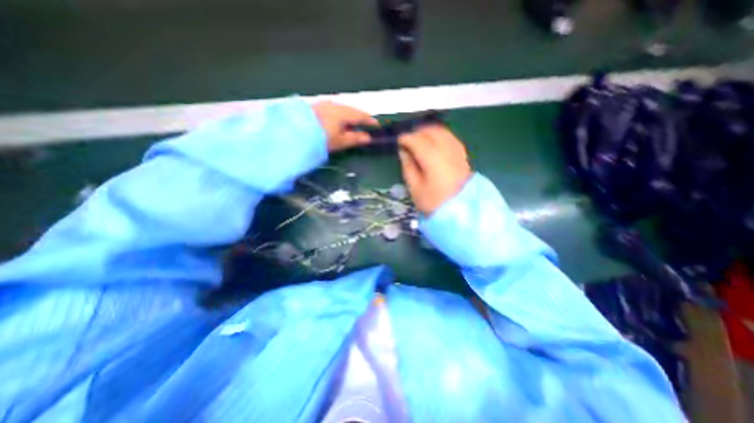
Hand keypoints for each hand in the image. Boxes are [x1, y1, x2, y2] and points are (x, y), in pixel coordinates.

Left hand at [310, 101, 377, 152]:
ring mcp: (324, 104)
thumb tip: (367, 138)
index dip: (370, 121)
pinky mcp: (315, 106)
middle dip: (359, 118)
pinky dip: (338, 116)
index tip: (376, 125)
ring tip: (350, 126)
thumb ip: (355, 138)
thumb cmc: (321, 138)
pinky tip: (336, 122)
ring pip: (341, 109)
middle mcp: (335, 104)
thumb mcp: (340, 141)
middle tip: (364, 126)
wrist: (294, 133)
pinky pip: (332, 109)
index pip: (361, 115)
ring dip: (348, 117)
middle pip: (351, 110)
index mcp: (343, 112)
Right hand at [399, 125, 469, 213]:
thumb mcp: (415, 188)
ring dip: (429, 132)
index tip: (398, 141)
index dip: (406, 138)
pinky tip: (435, 144)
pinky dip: (440, 136)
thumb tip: (403, 151)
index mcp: (432, 159)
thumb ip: (408, 166)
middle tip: (408, 141)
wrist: (460, 212)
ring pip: (442, 132)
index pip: (417, 140)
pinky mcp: (463, 155)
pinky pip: (450, 138)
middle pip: (431, 131)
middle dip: (417, 132)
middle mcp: (447, 150)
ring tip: (420, 140)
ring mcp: (457, 152)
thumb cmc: (433, 202)